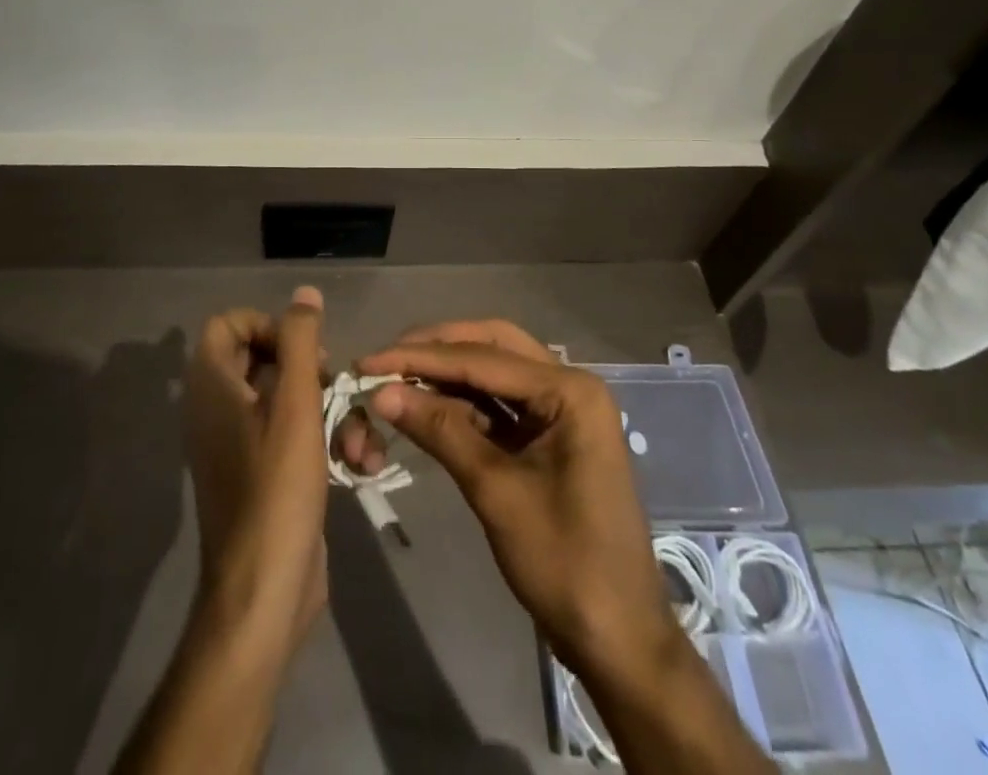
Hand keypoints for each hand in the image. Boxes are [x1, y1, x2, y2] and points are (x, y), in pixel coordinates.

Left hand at [182, 287, 385, 649]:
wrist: (264, 593)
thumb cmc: (276, 490)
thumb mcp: (295, 406)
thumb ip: (299, 342)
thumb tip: (304, 293)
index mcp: (213, 387)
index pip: (229, 324)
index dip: (268, 326)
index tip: (303, 351)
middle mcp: (219, 409)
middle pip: (266, 359)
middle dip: (313, 372)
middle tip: (334, 388)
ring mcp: (241, 444)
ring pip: (290, 400)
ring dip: (332, 413)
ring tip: (360, 443)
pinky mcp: (264, 473)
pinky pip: (294, 435)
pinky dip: (325, 442)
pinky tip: (360, 464)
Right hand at [356, 321, 677, 684]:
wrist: (618, 641)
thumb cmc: (565, 563)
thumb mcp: (496, 492)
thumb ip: (441, 431)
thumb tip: (381, 392)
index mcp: (569, 390)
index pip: (482, 358)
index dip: (421, 358)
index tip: (369, 361)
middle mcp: (569, 386)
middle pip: (492, 347)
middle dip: (437, 349)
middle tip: (386, 359)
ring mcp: (561, 411)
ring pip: (495, 372)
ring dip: (448, 374)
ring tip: (397, 378)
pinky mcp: (550, 437)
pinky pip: (500, 405)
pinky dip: (463, 404)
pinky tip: (427, 407)